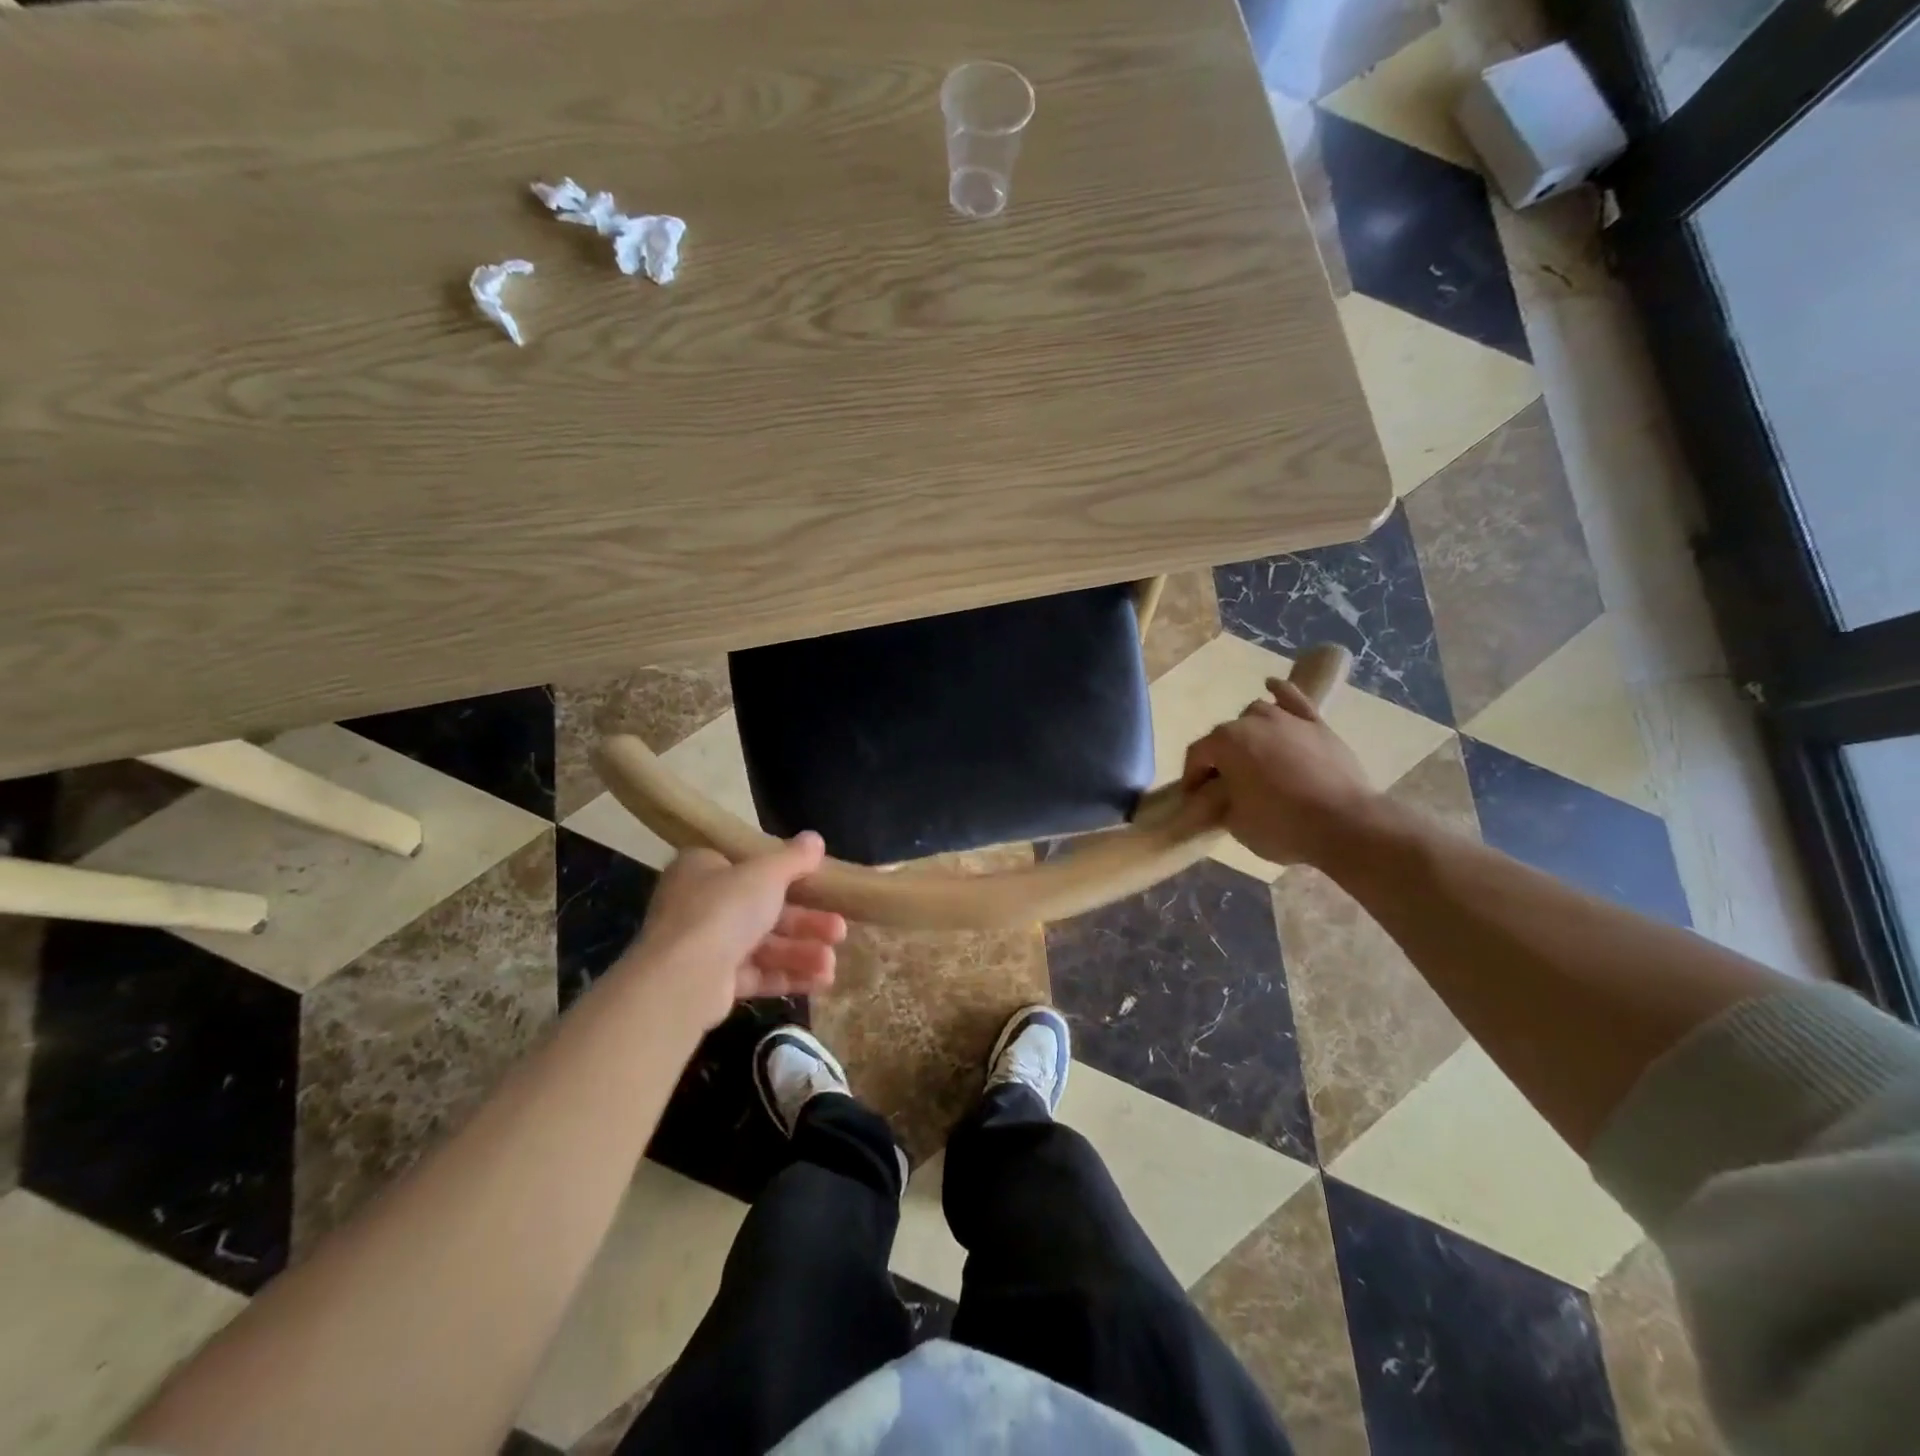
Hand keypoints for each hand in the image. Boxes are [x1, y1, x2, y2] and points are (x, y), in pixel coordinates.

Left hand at [620, 832, 846, 1030]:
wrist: (683, 977)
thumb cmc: (724, 908)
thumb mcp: (766, 872)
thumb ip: (794, 858)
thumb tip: (815, 838)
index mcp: (704, 868)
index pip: (749, 867)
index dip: (786, 876)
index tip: (819, 885)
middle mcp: (700, 904)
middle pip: (763, 909)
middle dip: (806, 923)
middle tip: (840, 930)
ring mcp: (705, 945)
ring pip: (763, 945)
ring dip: (801, 953)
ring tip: (831, 965)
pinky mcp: (712, 983)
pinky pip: (756, 975)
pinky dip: (787, 976)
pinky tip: (820, 982)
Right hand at [1182, 677, 1383, 866]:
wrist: (1346, 825)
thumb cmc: (1281, 825)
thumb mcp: (1235, 823)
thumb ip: (1218, 804)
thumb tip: (1214, 797)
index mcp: (1225, 742)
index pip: (1197, 755)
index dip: (1192, 778)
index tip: (1194, 799)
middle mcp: (1251, 721)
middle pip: (1225, 736)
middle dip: (1219, 758)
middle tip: (1224, 786)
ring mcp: (1287, 719)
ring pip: (1256, 713)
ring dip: (1247, 731)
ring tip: (1251, 755)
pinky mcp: (1317, 725)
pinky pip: (1293, 699)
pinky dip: (1280, 692)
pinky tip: (1271, 685)